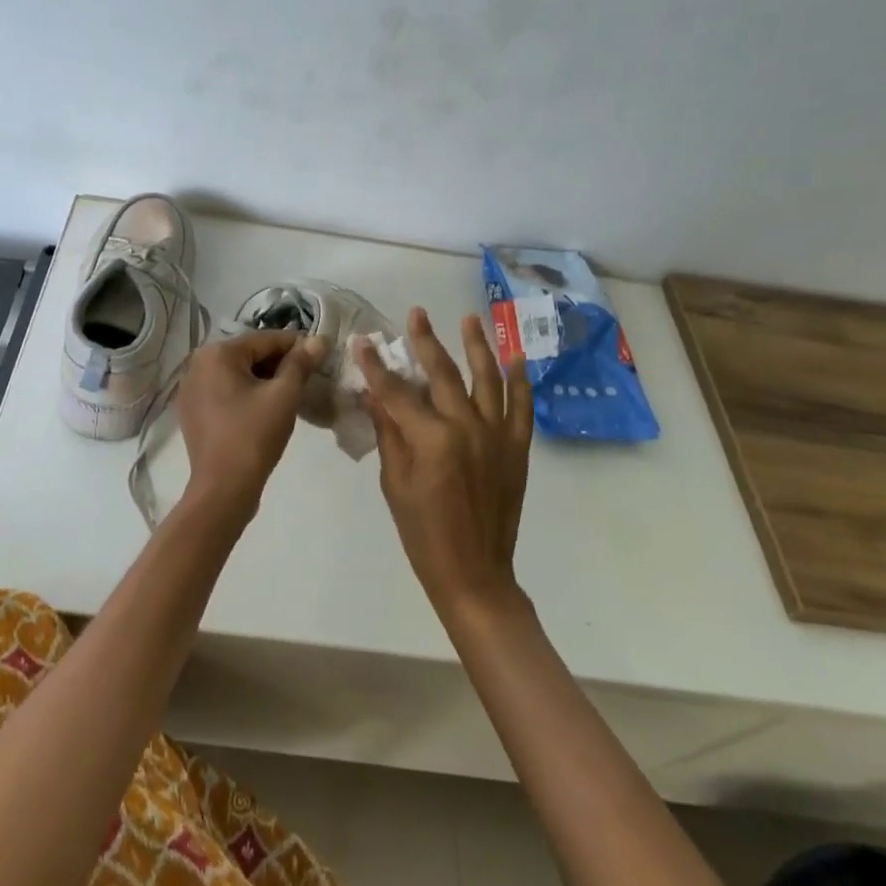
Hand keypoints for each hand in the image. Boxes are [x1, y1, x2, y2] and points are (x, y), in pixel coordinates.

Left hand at [177, 330, 327, 518]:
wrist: (223, 488)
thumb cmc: (254, 436)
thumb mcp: (283, 396)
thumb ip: (300, 363)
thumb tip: (319, 339)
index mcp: (217, 353)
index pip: (265, 339)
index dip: (297, 345)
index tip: (321, 355)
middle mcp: (197, 364)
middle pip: (249, 354)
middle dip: (279, 364)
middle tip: (309, 378)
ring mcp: (191, 388)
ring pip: (237, 374)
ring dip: (264, 379)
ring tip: (291, 394)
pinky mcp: (193, 410)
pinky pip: (225, 391)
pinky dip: (246, 394)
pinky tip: (266, 409)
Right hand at [356, 307, 533, 618]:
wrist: (474, 571)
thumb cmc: (423, 533)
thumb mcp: (394, 482)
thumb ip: (388, 433)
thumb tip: (373, 393)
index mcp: (431, 440)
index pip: (396, 392)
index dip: (377, 365)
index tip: (363, 341)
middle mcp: (467, 428)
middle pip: (443, 375)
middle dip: (426, 342)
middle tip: (416, 314)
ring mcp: (497, 435)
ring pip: (488, 379)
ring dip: (478, 346)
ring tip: (470, 319)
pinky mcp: (517, 447)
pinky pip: (522, 406)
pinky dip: (520, 380)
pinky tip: (515, 357)